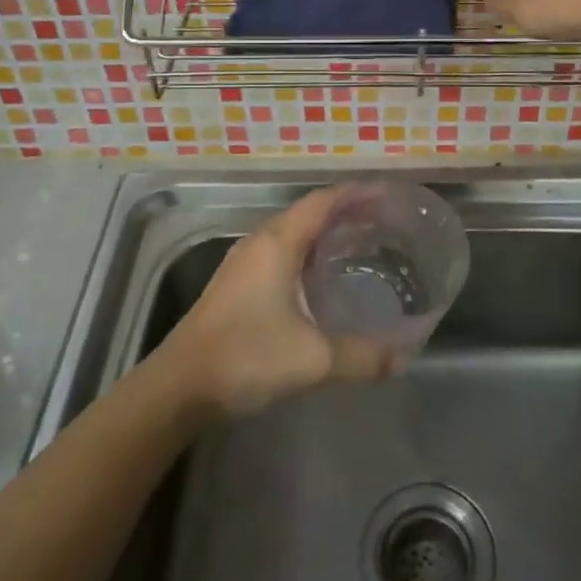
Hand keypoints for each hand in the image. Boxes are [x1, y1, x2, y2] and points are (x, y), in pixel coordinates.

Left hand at [163, 187, 395, 417]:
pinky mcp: (237, 283)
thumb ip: (362, 357)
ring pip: (293, 233)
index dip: (357, 193)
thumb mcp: (312, 360)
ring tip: (362, 244)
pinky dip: (309, 253)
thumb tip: (402, 358)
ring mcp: (244, 262)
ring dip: (326, 233)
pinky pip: (282, 252)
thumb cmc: (245, 357)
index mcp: (278, 242)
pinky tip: (324, 278)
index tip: (389, 194)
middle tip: (385, 222)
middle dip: (347, 212)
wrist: (179, 387)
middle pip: (309, 212)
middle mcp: (260, 242)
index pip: (323, 200)